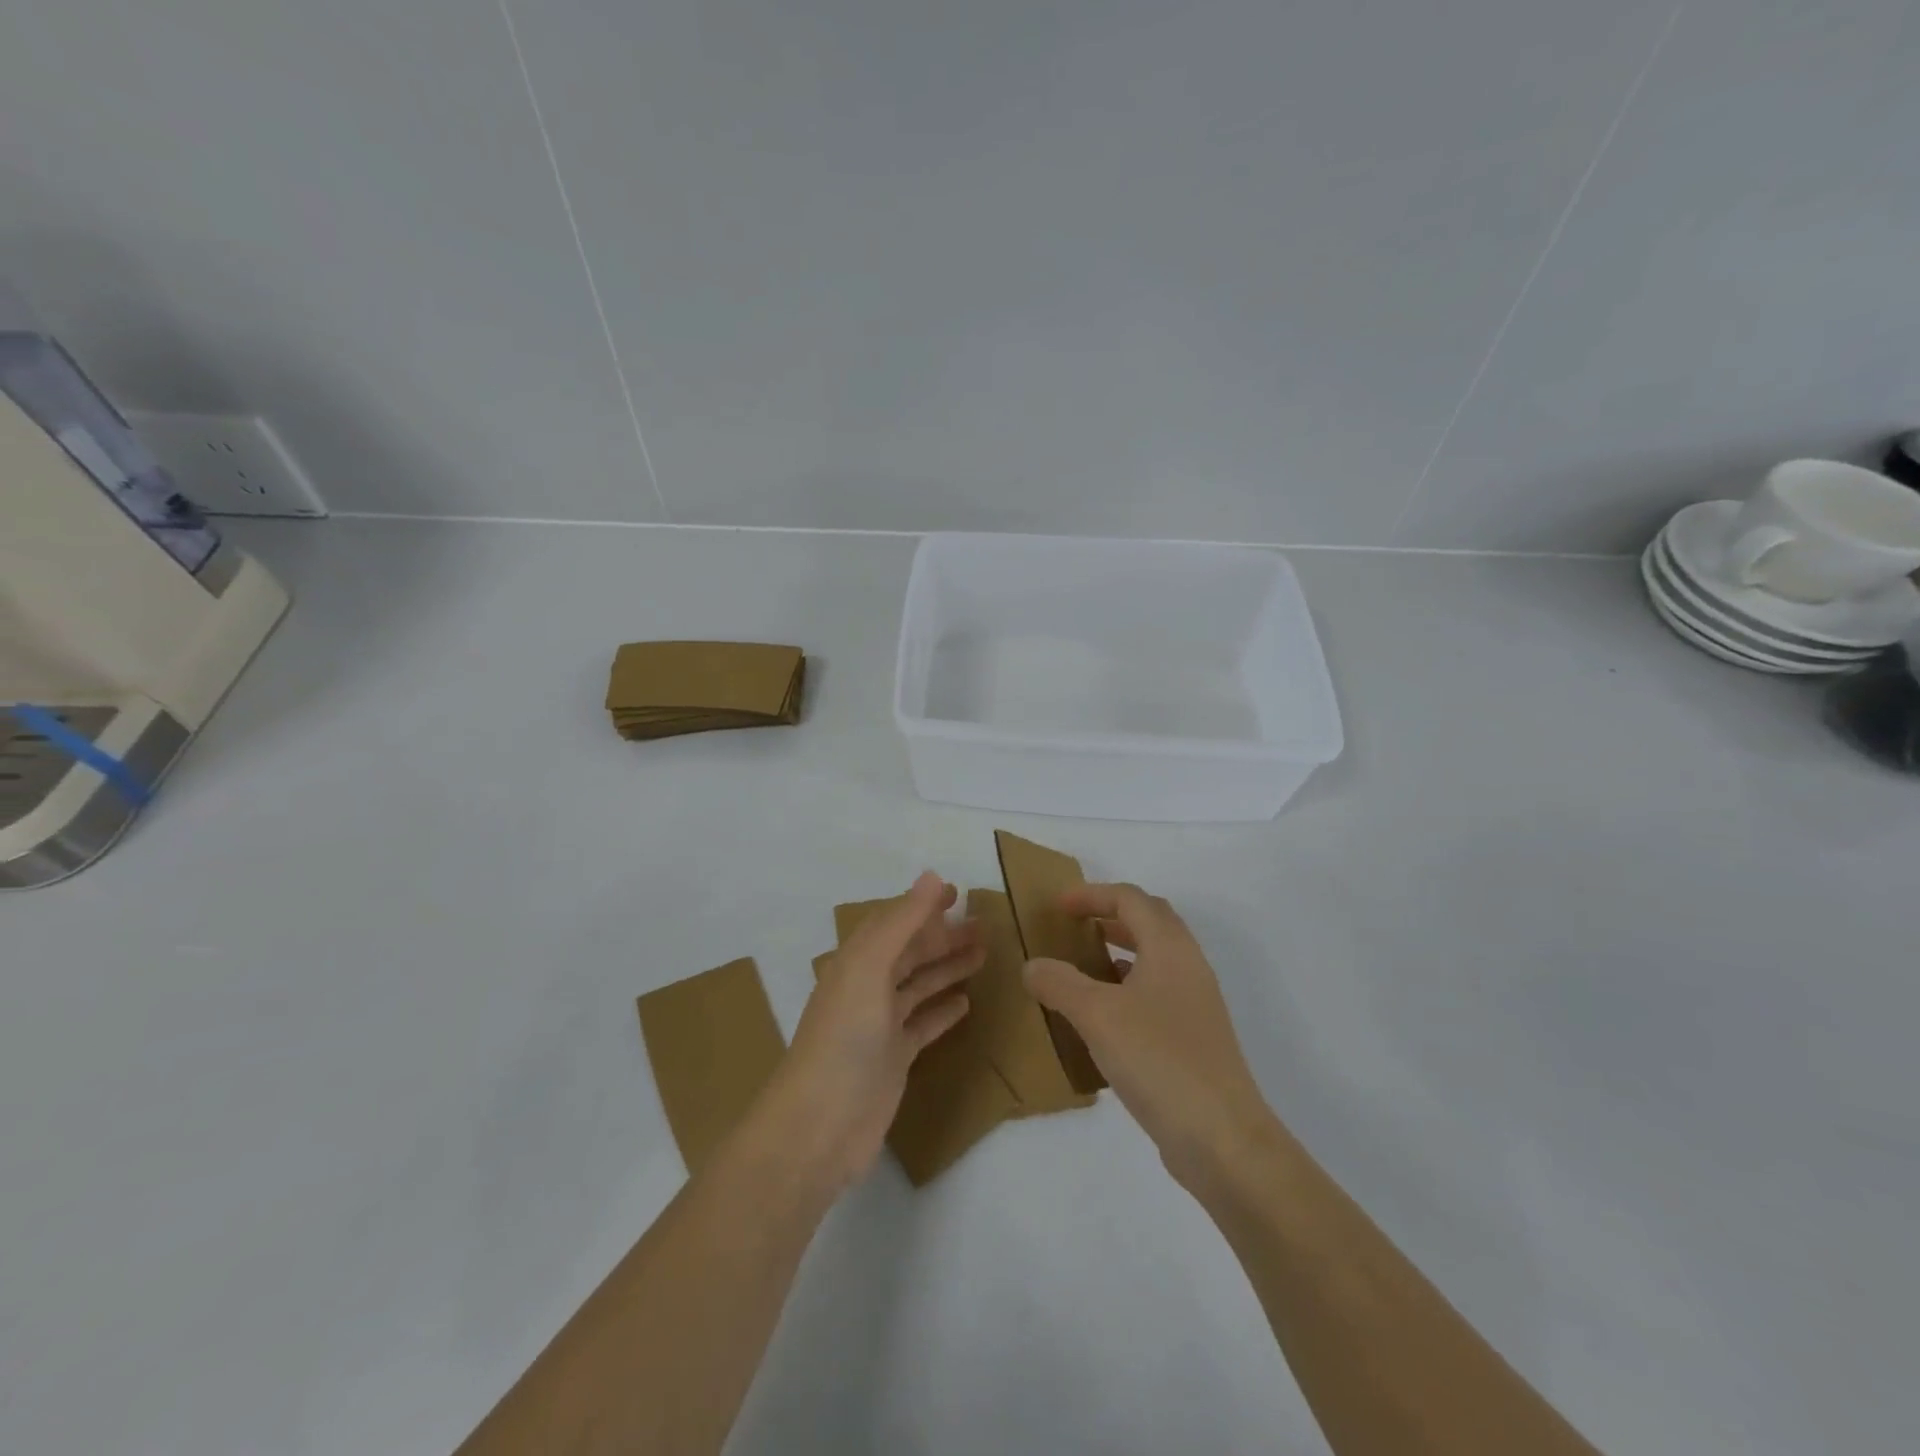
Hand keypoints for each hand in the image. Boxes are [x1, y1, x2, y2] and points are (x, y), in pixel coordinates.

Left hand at [766, 872, 981, 1189]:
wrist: (819, 1126)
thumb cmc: (844, 1037)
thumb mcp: (870, 968)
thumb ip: (901, 922)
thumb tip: (931, 875)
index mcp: (856, 962)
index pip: (893, 922)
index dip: (922, 906)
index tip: (957, 893)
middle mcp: (867, 988)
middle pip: (910, 952)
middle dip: (943, 937)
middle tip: (985, 927)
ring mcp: (880, 1026)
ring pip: (919, 986)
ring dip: (948, 968)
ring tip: (984, 955)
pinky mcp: (894, 1059)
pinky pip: (923, 1025)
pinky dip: (942, 1011)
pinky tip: (966, 1003)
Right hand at [1024, 884, 1272, 1189]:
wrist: (1222, 1138)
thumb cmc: (1158, 1059)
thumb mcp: (1097, 1015)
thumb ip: (1059, 983)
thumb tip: (1032, 965)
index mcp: (1169, 948)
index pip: (1131, 899)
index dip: (1092, 895)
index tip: (1058, 906)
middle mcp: (1188, 967)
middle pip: (1150, 922)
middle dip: (1111, 916)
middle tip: (1074, 927)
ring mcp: (1196, 1004)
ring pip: (1155, 959)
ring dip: (1120, 952)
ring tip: (1083, 967)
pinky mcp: (1195, 1038)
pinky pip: (1157, 994)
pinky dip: (1128, 989)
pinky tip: (1103, 1017)